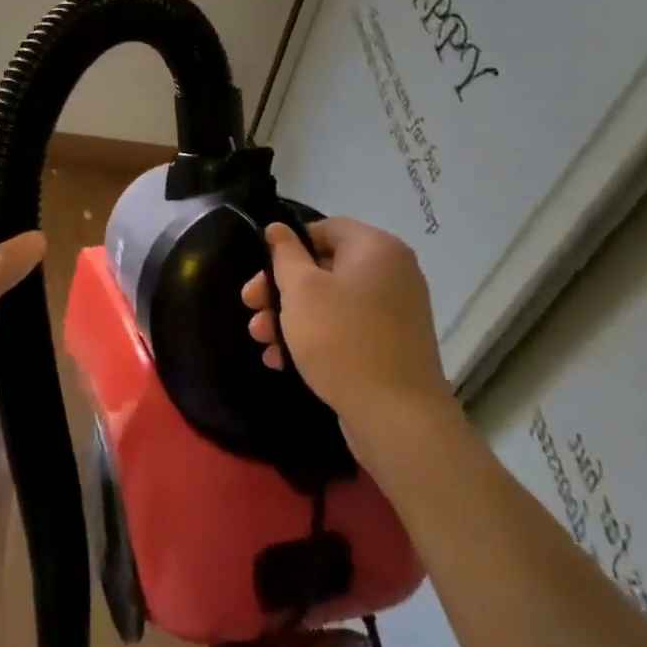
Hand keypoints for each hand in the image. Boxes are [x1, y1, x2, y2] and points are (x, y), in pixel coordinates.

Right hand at [241, 217, 451, 430]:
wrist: (397, 419)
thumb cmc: (342, 340)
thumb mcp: (301, 290)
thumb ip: (284, 254)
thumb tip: (278, 229)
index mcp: (376, 248)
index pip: (325, 228)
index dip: (289, 245)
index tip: (263, 270)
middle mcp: (392, 273)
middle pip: (324, 267)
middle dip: (281, 288)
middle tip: (250, 305)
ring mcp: (394, 312)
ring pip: (330, 302)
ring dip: (290, 316)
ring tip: (260, 339)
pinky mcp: (390, 346)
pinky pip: (345, 328)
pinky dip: (314, 337)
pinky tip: (281, 359)